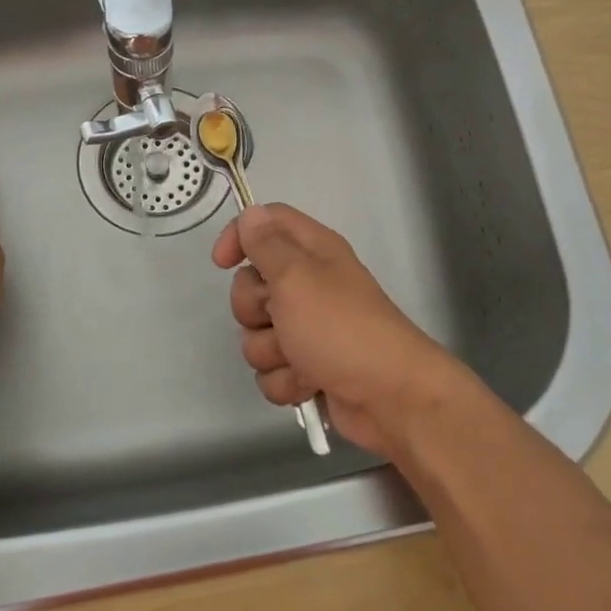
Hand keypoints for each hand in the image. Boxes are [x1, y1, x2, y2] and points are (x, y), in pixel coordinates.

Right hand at [212, 204, 475, 458]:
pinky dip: (285, 381)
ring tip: (300, 359)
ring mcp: (308, 329)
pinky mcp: (307, 367)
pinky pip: (271, 370)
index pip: (267, 223)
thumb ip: (267, 245)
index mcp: (312, 251)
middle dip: (254, 309)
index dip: (240, 236)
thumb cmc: (340, 327)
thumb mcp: (296, 277)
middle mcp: (309, 285)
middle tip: (278, 316)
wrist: (388, 396)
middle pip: (251, 285)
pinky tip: (308, 384)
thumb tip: (251, 214)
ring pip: (256, 335)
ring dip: (271, 352)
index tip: (222, 263)